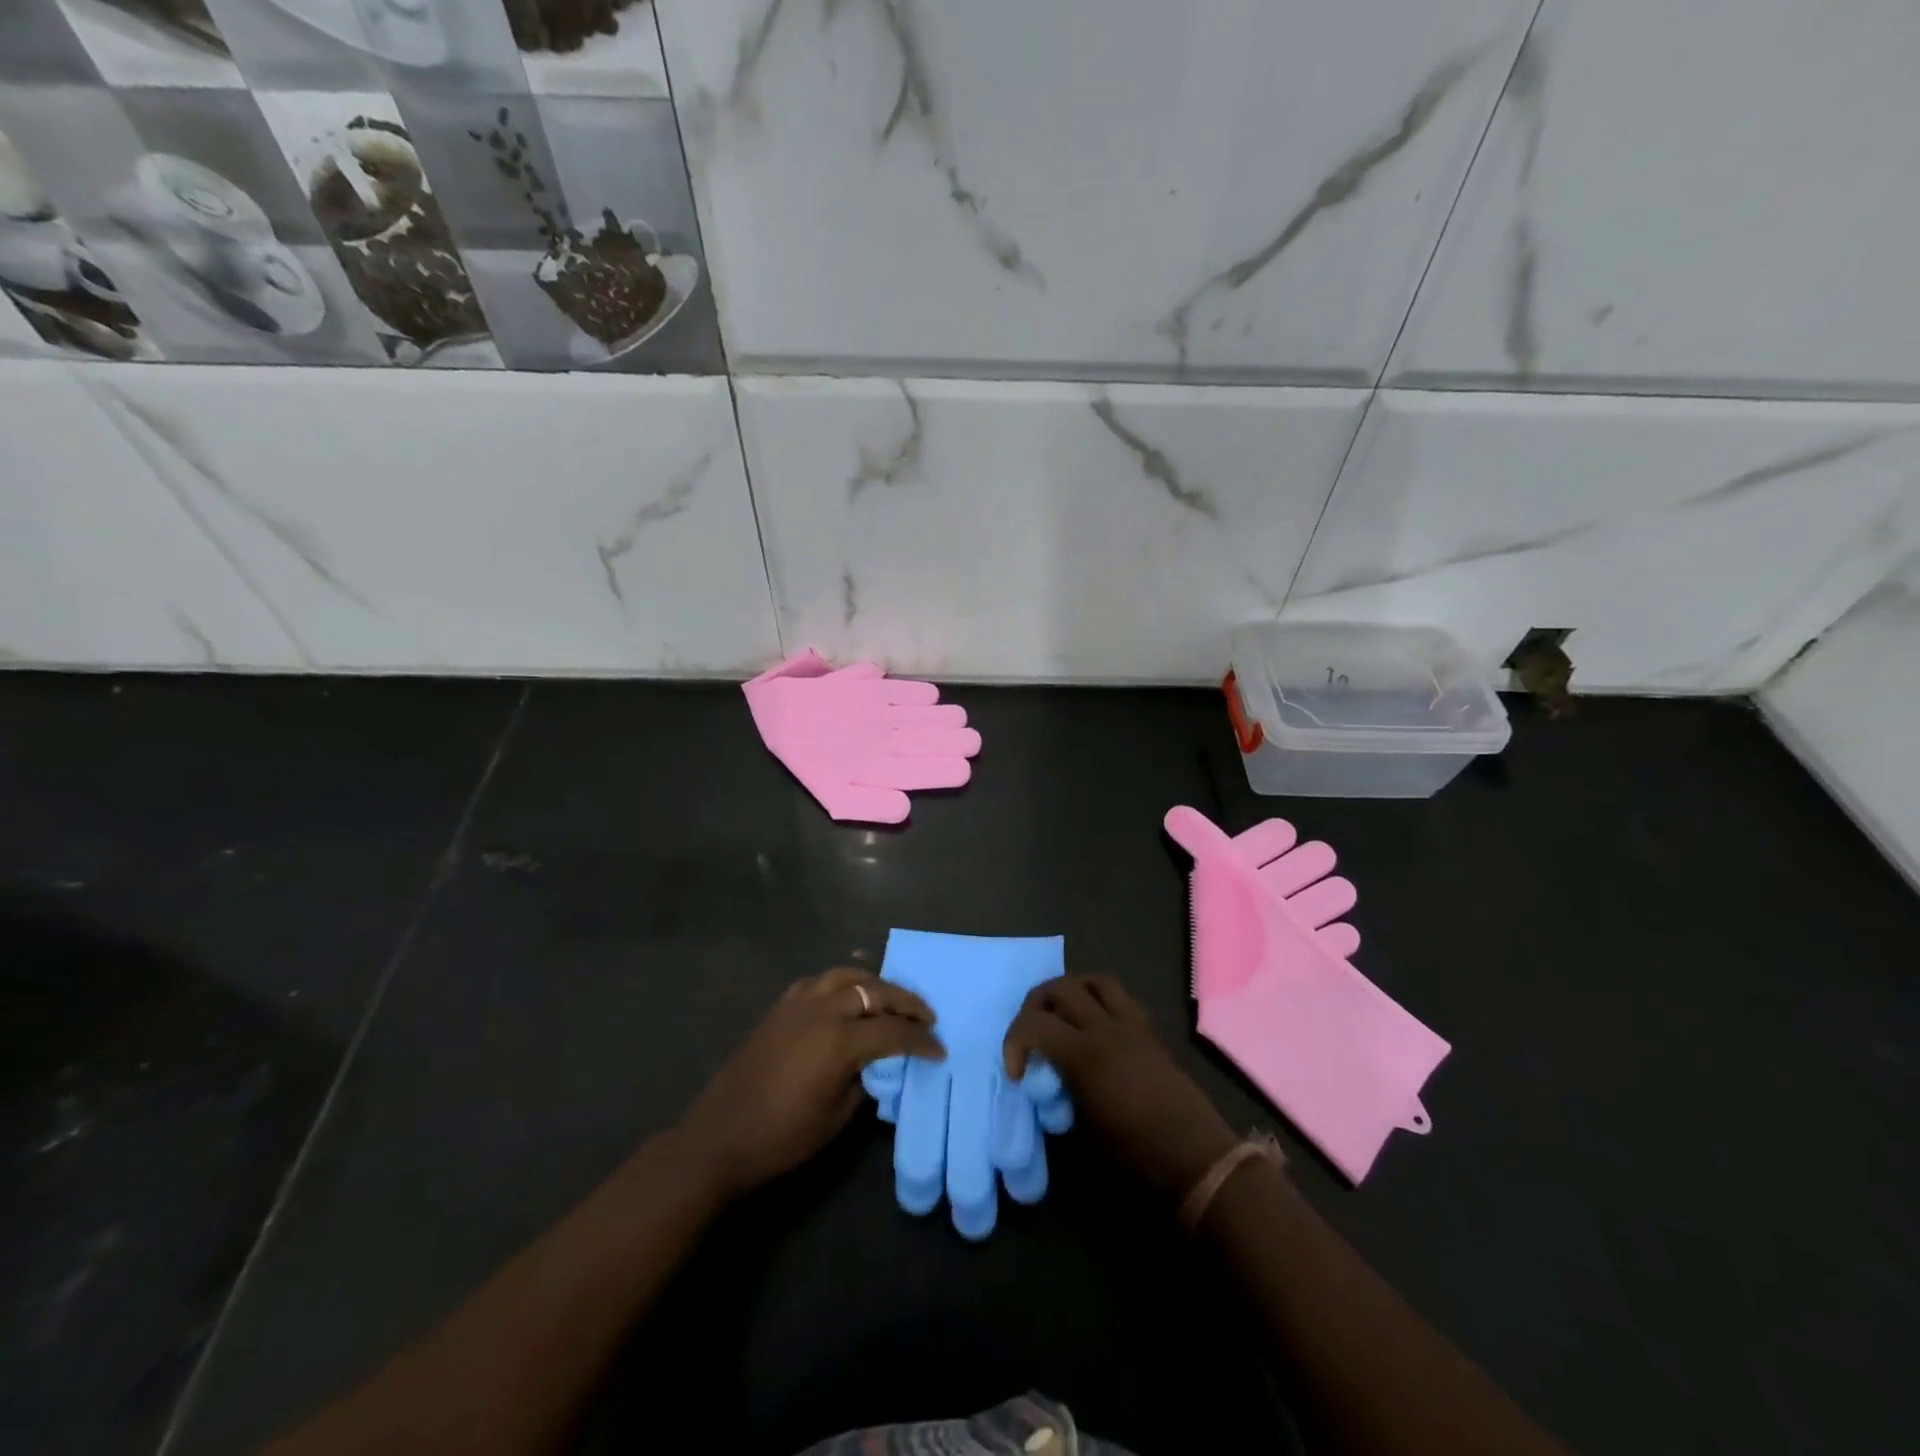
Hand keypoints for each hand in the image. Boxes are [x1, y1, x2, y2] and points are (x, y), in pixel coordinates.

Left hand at [678, 968, 943, 1198]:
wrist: (719, 1137)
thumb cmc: (781, 1137)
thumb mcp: (835, 1117)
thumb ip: (863, 1082)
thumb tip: (876, 1064)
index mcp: (840, 1042)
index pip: (894, 1032)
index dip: (920, 1041)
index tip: (939, 1050)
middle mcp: (823, 1011)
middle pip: (876, 992)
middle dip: (906, 1002)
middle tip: (927, 1016)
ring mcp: (798, 1004)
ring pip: (847, 976)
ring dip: (874, 984)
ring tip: (890, 999)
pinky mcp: (780, 1007)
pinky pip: (818, 982)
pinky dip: (840, 984)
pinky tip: (846, 997)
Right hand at [1003, 975, 1236, 1199]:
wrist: (1198, 1160)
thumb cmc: (1139, 1157)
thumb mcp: (1086, 1132)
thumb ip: (1060, 1094)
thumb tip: (1046, 1082)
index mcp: (1086, 1056)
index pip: (1034, 1023)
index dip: (1014, 1042)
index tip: (1017, 1073)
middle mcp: (1106, 1028)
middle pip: (1060, 987)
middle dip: (1035, 1005)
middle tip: (1031, 1036)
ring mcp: (1132, 1023)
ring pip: (1092, 980)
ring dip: (1069, 992)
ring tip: (1060, 1018)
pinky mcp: (1149, 1029)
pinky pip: (1118, 995)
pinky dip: (1097, 999)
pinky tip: (1093, 1025)